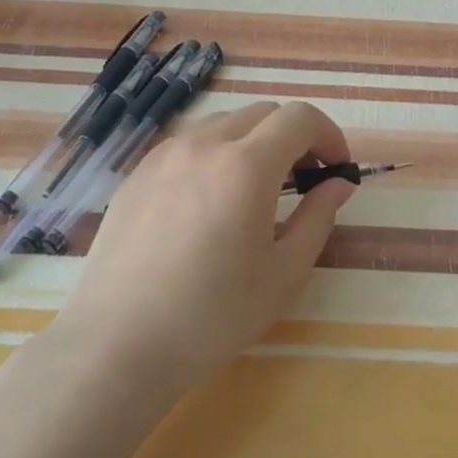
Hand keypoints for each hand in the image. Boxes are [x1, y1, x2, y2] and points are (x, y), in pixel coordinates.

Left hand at [60, 100, 354, 399]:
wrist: (119, 343)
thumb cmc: (213, 315)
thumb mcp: (283, 273)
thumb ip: (318, 218)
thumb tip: (337, 184)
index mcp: (246, 165)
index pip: (299, 118)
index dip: (329, 135)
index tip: (336, 170)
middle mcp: (203, 145)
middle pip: (262, 114)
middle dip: (293, 137)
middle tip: (303, 181)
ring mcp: (163, 156)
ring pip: (222, 125)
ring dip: (252, 143)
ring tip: (255, 191)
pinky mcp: (135, 175)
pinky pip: (187, 146)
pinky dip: (214, 156)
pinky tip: (209, 203)